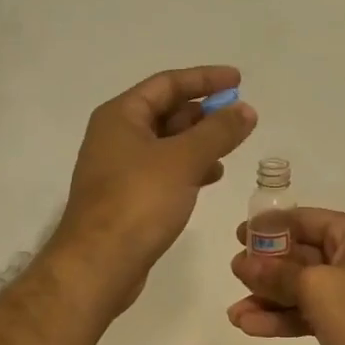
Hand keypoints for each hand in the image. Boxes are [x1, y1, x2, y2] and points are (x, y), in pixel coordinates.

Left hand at [52, 66, 256, 315]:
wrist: (98, 265)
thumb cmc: (138, 201)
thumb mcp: (184, 160)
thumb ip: (218, 131)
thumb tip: (246, 109)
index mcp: (121, 116)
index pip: (167, 83)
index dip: (205, 79)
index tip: (238, 80)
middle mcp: (116, 135)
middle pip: (166, 111)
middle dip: (204, 112)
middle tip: (238, 117)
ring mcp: (119, 168)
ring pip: (167, 143)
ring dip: (199, 141)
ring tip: (231, 147)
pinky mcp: (127, 197)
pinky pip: (164, 169)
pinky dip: (189, 167)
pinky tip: (212, 176)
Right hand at [228, 208, 344, 344]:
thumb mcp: (315, 289)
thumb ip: (276, 274)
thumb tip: (242, 263)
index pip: (304, 220)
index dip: (269, 228)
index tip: (239, 236)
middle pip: (303, 254)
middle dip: (266, 270)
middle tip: (234, 275)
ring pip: (306, 286)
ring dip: (272, 298)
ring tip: (235, 313)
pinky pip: (316, 308)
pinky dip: (289, 316)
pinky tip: (254, 327)